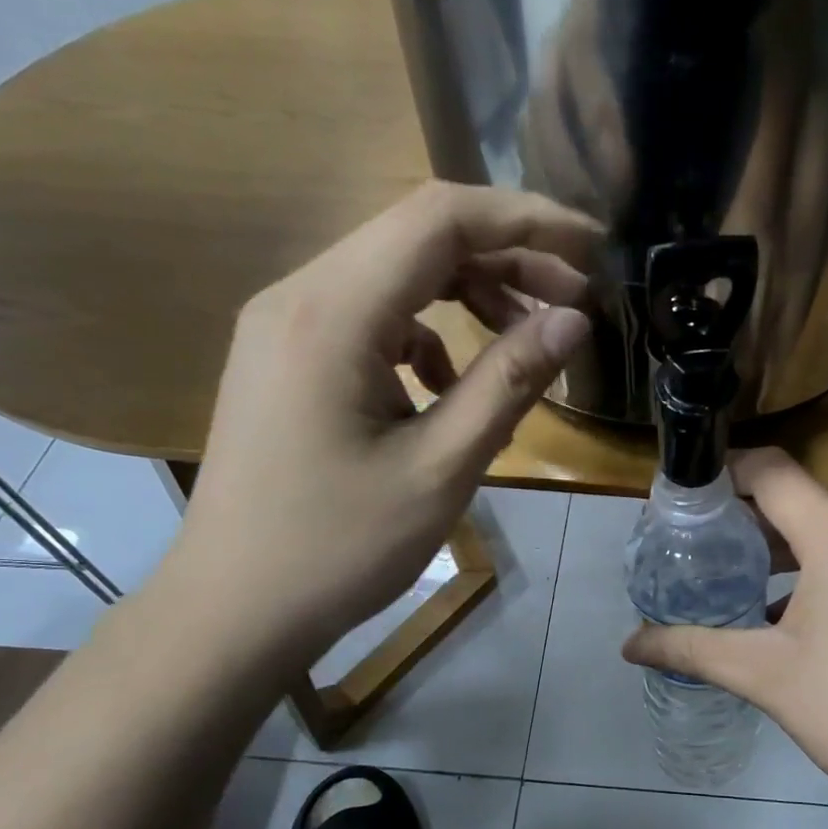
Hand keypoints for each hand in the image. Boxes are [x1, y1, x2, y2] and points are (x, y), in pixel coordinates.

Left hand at [159, 181, 599, 670]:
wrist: (234, 609)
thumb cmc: (339, 548)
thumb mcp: (441, 469)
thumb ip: (509, 383)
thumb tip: (573, 321)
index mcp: (332, 313)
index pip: (440, 219)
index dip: (528, 219)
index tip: (594, 248)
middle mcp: (299, 296)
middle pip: (417, 237)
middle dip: (508, 258)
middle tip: (575, 302)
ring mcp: (284, 326)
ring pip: (395, 274)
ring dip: (469, 295)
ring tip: (525, 341)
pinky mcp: (286, 359)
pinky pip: (370, 318)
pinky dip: (426, 334)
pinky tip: (447, 386)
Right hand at [621, 448, 827, 811]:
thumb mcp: (768, 678)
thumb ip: (693, 650)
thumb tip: (629, 644)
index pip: (773, 471)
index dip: (724, 474)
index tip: (685, 500)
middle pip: (803, 499)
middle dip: (748, 518)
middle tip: (701, 549)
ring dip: (788, 545)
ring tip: (741, 579)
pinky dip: (826, 565)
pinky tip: (798, 610)